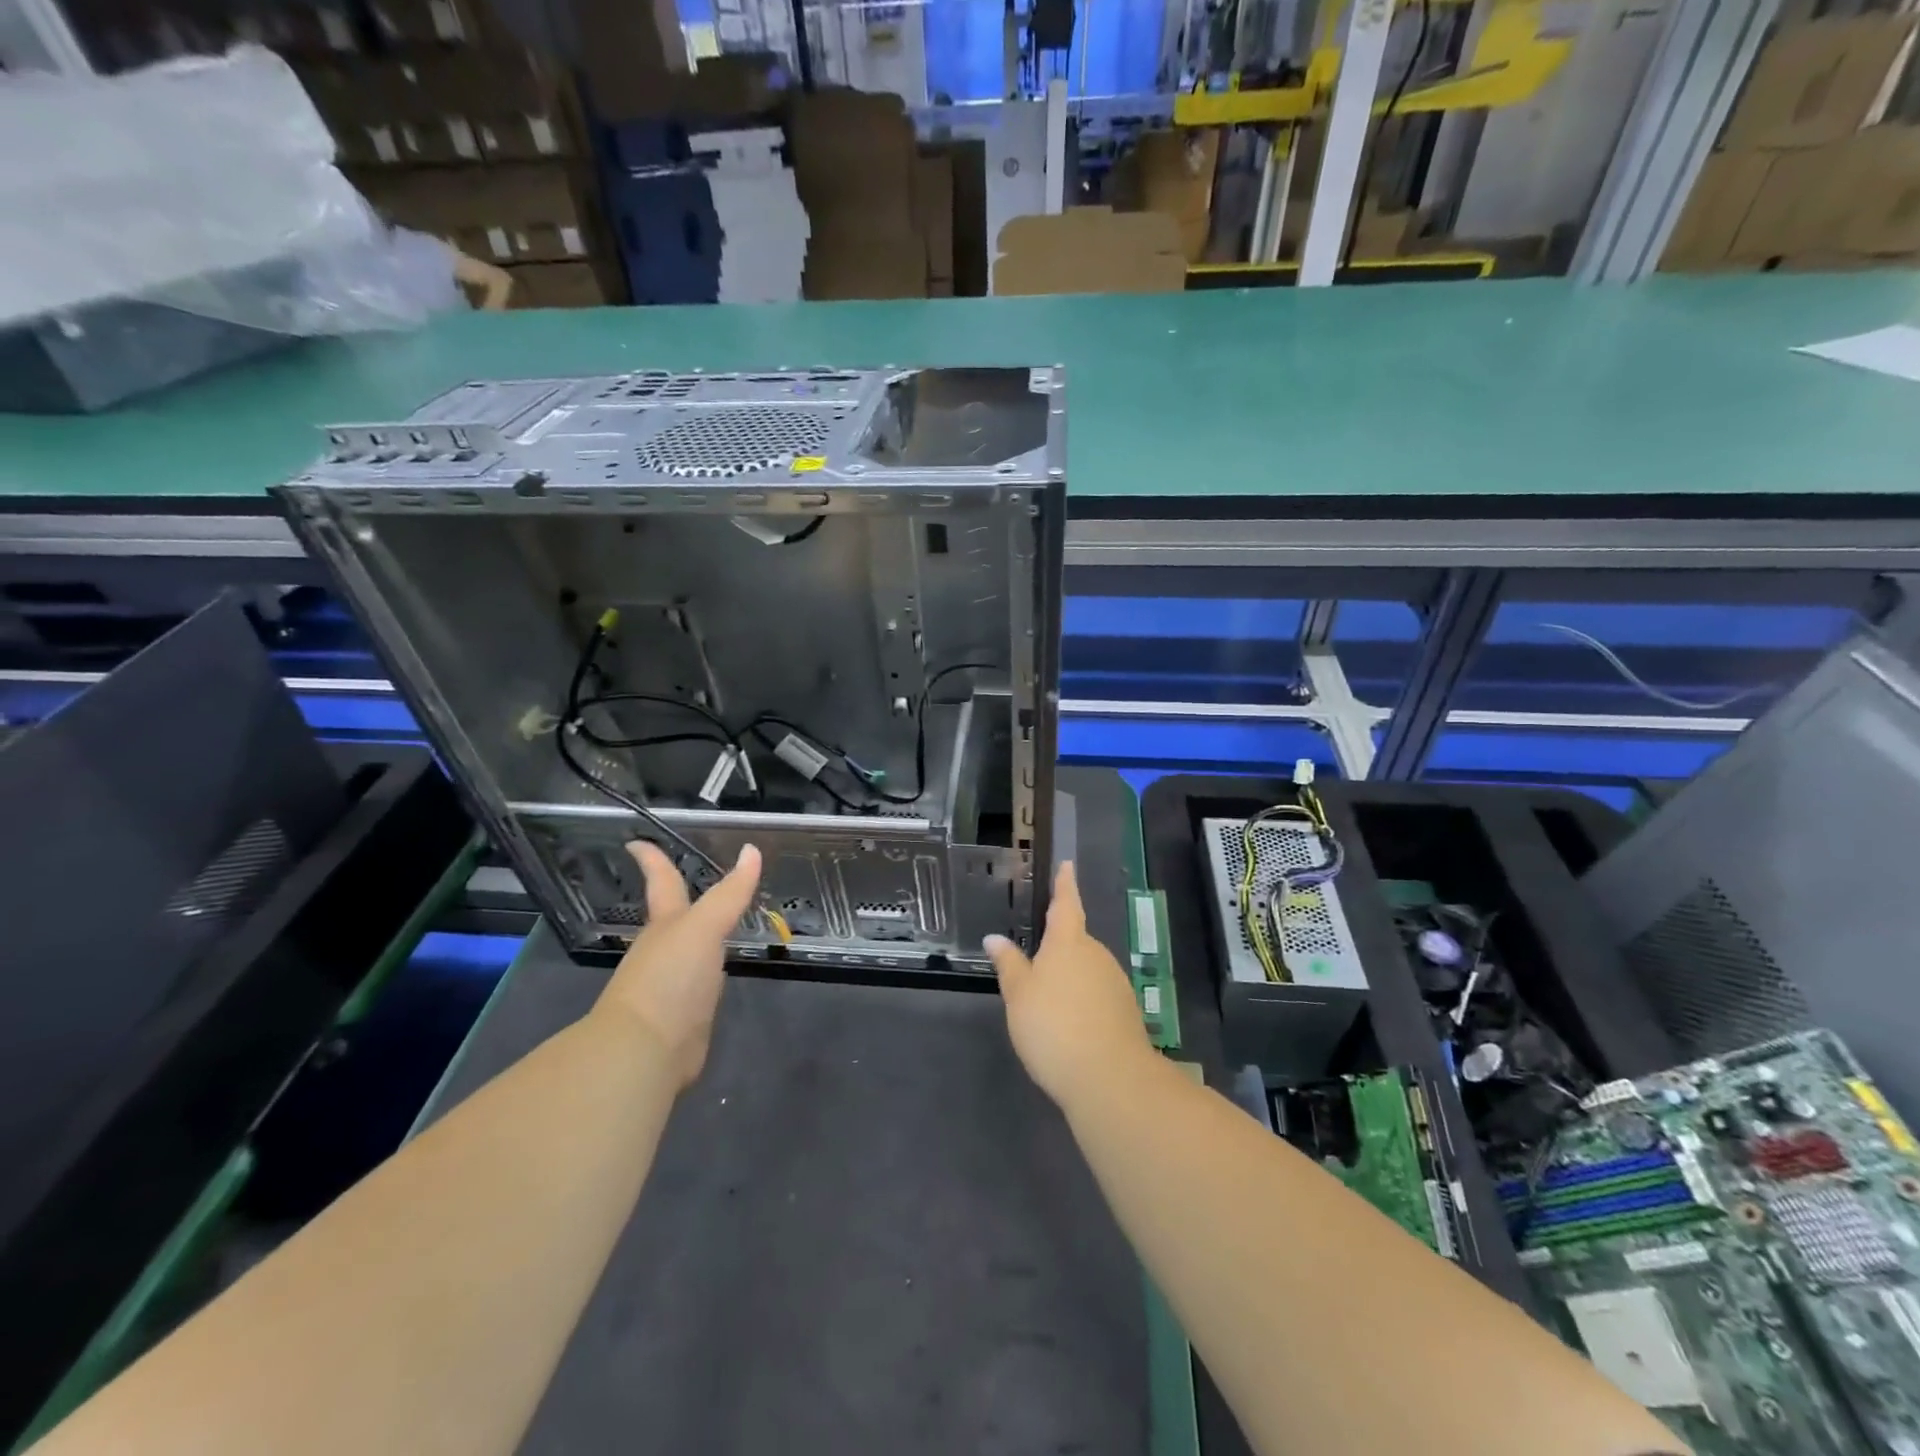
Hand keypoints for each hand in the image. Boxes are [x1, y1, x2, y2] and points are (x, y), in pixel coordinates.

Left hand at [598, 842, 762, 1086]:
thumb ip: (730, 894)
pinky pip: (698, 987)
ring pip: (687, 952)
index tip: (635, 842)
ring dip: (698, 938)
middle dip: (679, 899)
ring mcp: (672, 986)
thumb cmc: (669, 979)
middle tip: (693, 882)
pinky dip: (707, 976)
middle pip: (673, 917)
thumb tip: (752, 850)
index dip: (652, 860)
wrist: (646, 1052)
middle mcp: (665, 950)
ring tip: (717, 925)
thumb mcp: (704, 928)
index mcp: (666, 925)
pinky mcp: (684, 1018)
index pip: (661, 881)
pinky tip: (718, 977)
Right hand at [985, 862, 1152, 1110]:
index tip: (1067, 865)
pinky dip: (1082, 1001)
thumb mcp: (1019, 996)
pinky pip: (1097, 994)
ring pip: (1087, 969)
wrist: (1109, 1078)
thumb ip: (1009, 965)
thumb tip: (994, 938)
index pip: (1065, 904)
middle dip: (1059, 947)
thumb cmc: (1053, 1027)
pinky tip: (1069, 1026)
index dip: (1064, 885)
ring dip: (1070, 978)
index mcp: (1068, 943)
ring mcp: (1115, 983)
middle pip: (1076, 941)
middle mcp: (1096, 955)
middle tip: (1035, 964)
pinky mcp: (1125, 1011)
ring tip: (1047, 1004)